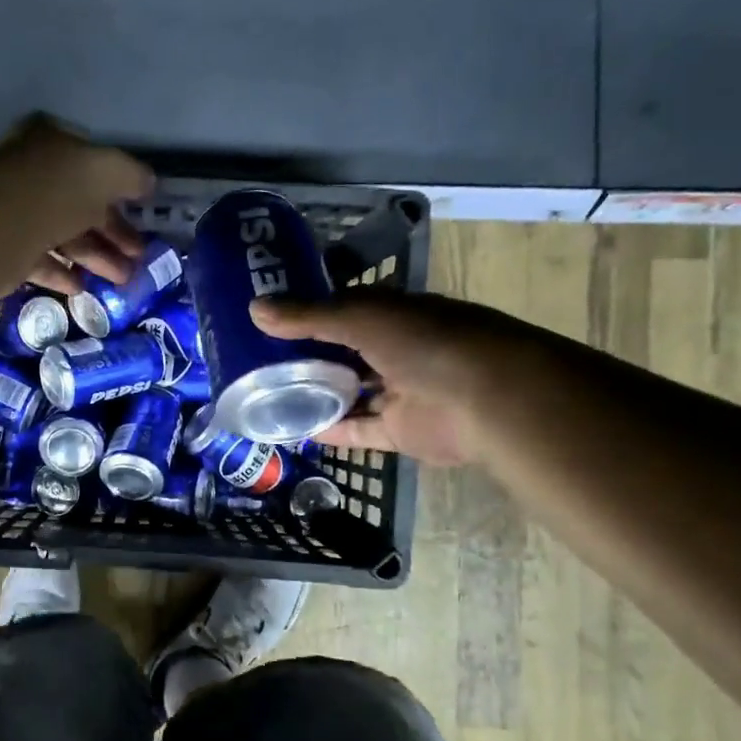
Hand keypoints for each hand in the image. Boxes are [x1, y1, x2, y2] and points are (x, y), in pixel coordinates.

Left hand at [0, 115, 153, 294]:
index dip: (118, 186)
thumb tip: (149, 183)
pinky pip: (39, 260)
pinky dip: (61, 273)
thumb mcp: (109, 171)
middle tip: (139, 255)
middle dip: (113, 231)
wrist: (3, 225)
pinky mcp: (4, 248)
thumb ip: (131, 176)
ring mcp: (15, 212)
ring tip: (122, 279)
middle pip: (79, 203)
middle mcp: (31, 173)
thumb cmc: (59, 188)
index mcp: (52, 143)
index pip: (90, 161)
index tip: (139, 210)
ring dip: (95, 258)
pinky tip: (81, 287)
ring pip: (63, 235)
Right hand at [252, 291, 524, 465]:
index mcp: (391, 314)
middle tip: (256, 361)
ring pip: (349, 393)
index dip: (305, 313)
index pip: (340, 310)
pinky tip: (296, 431)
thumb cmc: (425, 343)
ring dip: (317, 395)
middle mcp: (395, 349)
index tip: (265, 320)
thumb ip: (308, 317)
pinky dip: (332, 431)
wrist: (487, 398)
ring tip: (268, 397)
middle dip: (305, 357)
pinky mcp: (401, 430)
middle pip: (341, 353)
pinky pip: (359, 430)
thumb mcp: (360, 318)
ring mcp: (399, 391)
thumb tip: (253, 309)